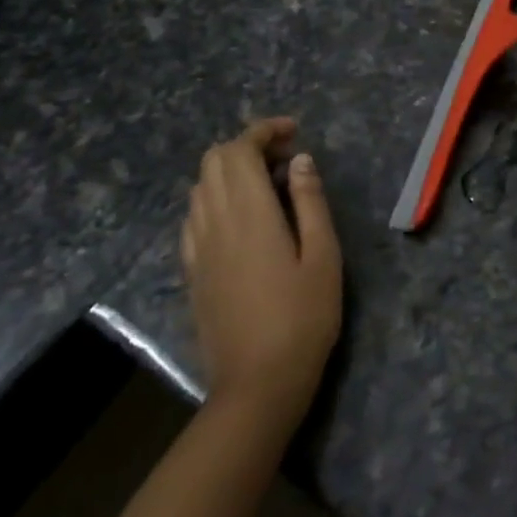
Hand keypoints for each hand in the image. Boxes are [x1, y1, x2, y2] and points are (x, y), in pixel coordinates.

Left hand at [180, 118, 341, 426]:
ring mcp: (197, 248)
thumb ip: (310, 201)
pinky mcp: (192, 271)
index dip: (264, 130)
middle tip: (286, 159)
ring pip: (201, 186)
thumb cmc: (303, 318)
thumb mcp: (324, 256)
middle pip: (214, 161)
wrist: (256, 385)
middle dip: (247, 146)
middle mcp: (214, 222)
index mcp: (249, 213)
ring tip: (269, 186)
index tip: (294, 133)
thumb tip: (299, 160)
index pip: (239, 149)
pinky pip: (195, 216)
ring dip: (231, 171)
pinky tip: (243, 220)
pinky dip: (216, 199)